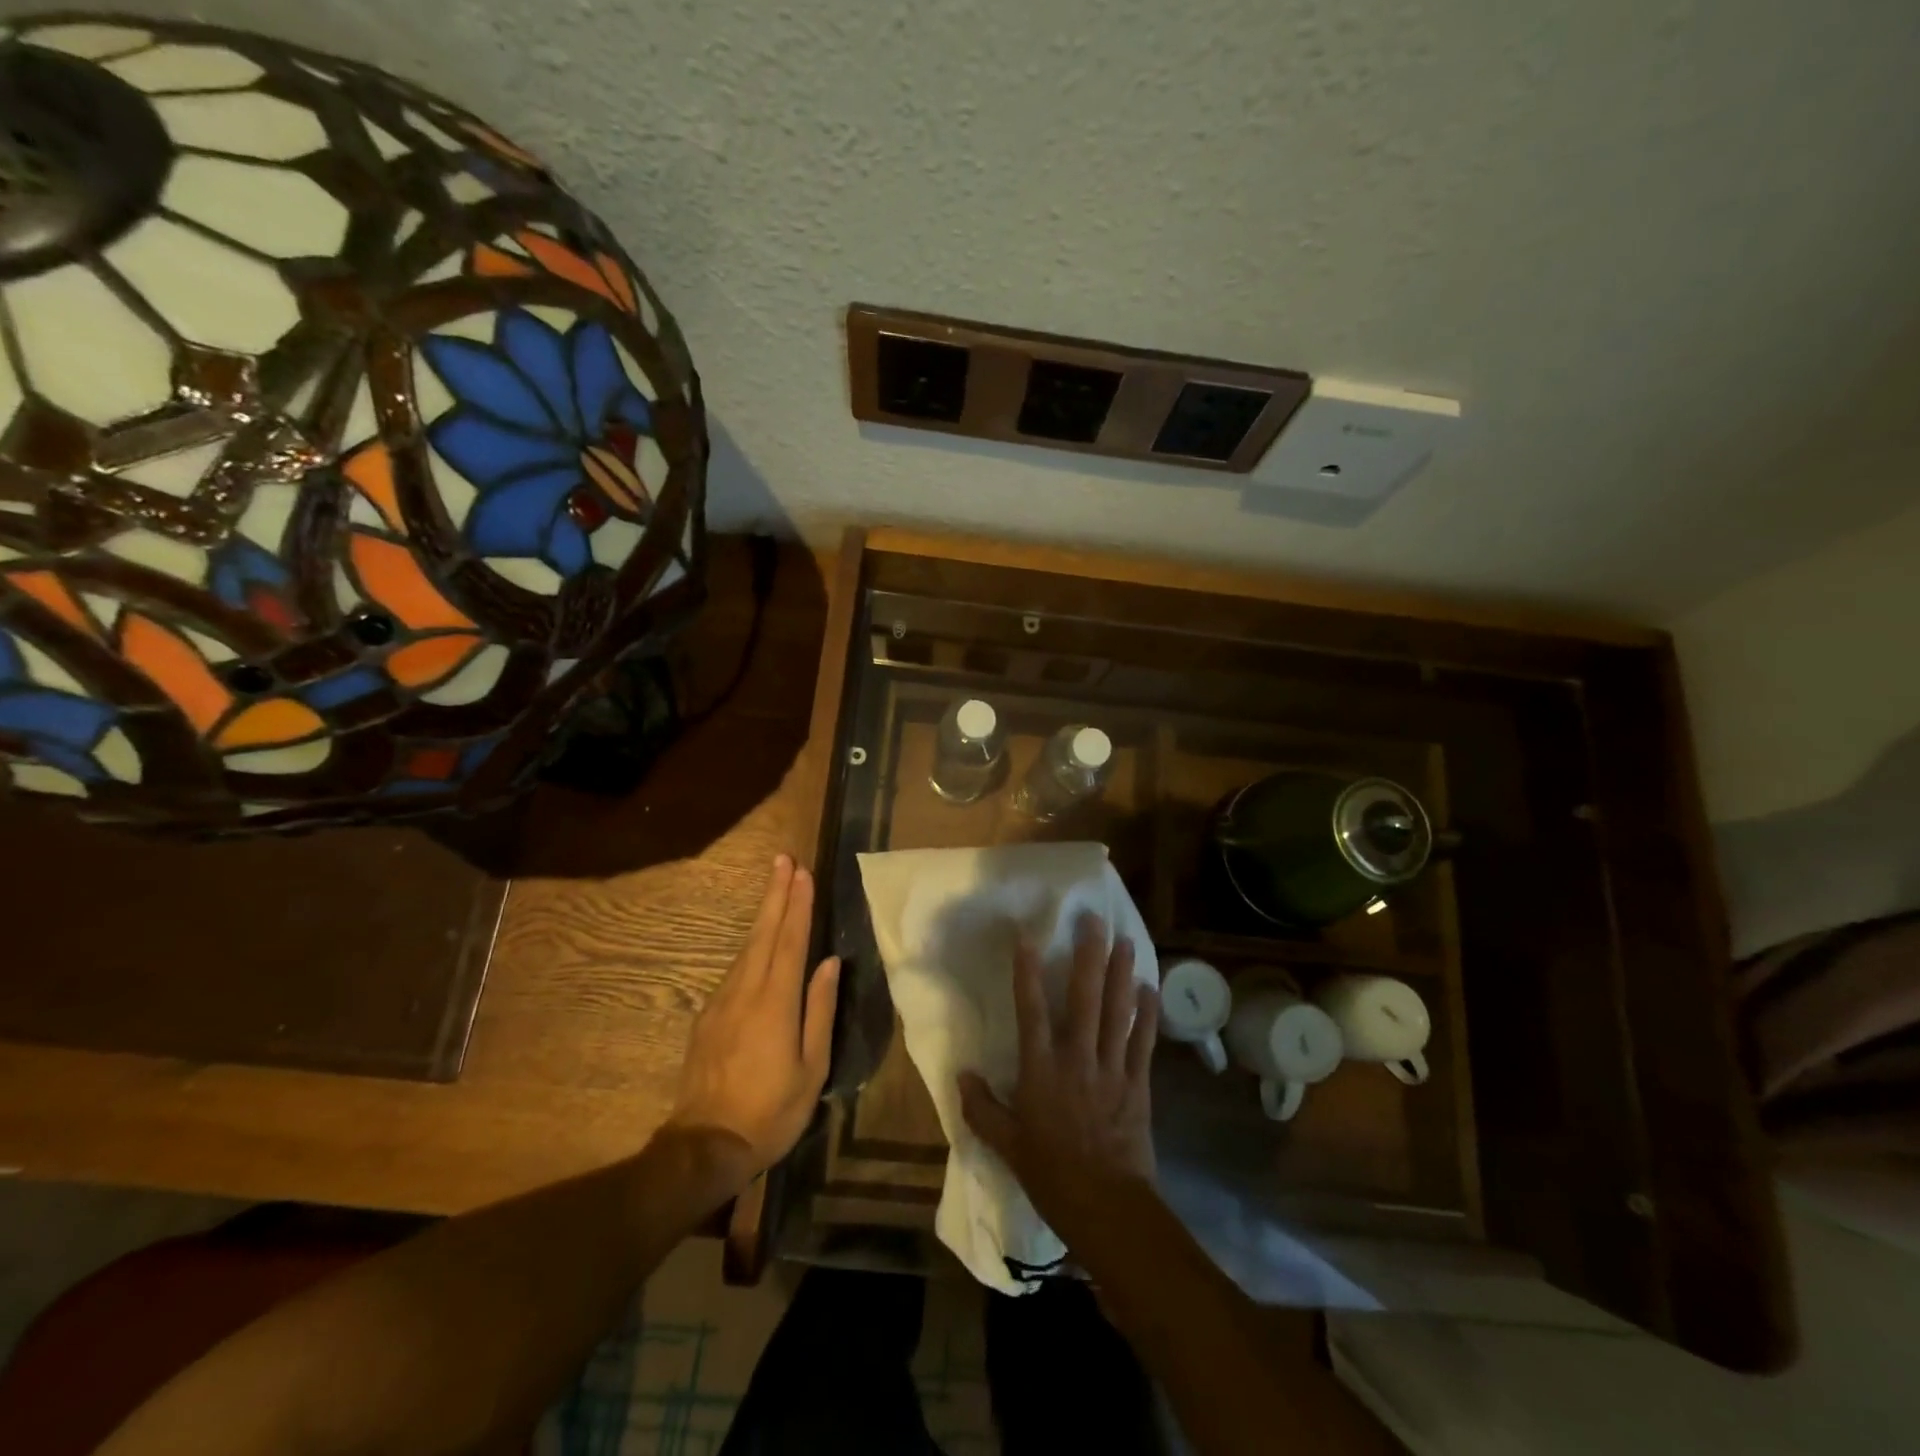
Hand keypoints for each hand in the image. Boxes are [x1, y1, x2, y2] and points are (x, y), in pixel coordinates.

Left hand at [665, 855, 840, 1192]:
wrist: (705, 1145)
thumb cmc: (771, 1111)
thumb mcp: (812, 1068)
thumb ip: (820, 1010)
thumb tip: (830, 963)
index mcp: (775, 1003)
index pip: (790, 941)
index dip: (798, 905)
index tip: (802, 872)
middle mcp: (746, 992)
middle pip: (763, 933)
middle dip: (775, 894)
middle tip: (783, 860)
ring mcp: (722, 1002)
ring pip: (746, 948)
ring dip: (763, 914)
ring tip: (775, 886)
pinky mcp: (708, 1016)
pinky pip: (735, 970)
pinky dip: (751, 946)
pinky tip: (759, 942)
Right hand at [959, 915, 1159, 1237]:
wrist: (1108, 1208)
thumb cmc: (1052, 1176)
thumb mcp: (1007, 1146)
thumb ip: (982, 1109)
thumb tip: (962, 1076)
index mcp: (1041, 1071)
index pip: (1032, 1011)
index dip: (1028, 972)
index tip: (1029, 936)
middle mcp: (1077, 1059)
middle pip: (1083, 999)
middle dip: (1089, 957)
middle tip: (1094, 921)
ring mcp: (1111, 1069)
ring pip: (1117, 1012)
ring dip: (1121, 974)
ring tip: (1125, 941)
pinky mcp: (1137, 1084)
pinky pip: (1143, 1041)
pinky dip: (1146, 1014)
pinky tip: (1149, 988)